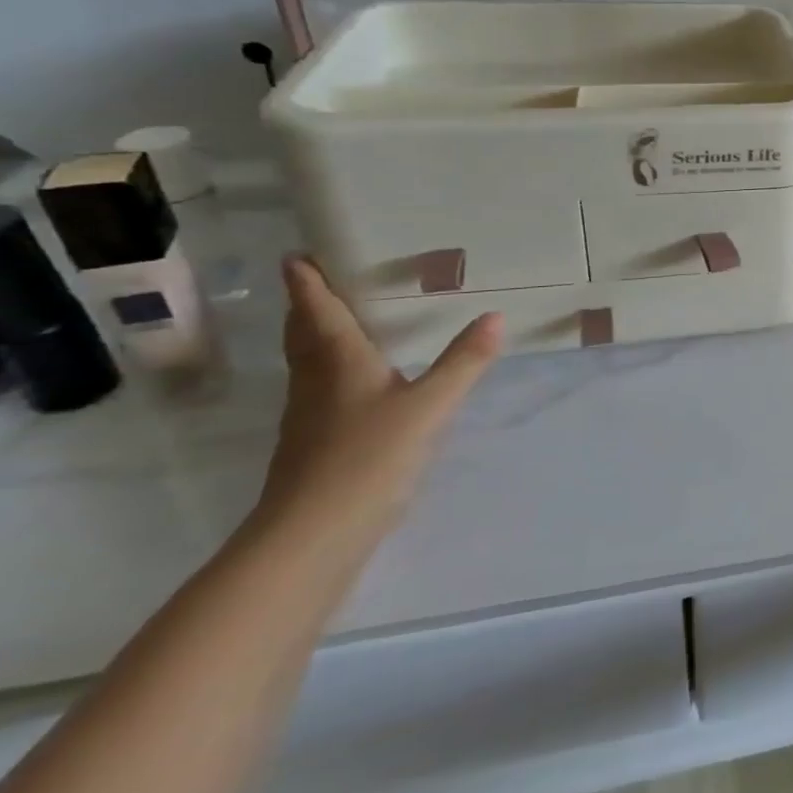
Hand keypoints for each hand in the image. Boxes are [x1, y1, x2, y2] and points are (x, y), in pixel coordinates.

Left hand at [257, 256, 503, 551]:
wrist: (313, 536)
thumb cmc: (369, 457)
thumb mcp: (430, 406)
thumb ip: (464, 362)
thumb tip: (496, 316)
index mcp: (339, 364)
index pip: (320, 313)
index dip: (309, 284)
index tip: (296, 257)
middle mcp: (316, 383)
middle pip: (304, 337)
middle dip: (307, 308)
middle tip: (314, 283)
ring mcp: (309, 418)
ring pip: (307, 365)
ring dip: (313, 339)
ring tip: (337, 324)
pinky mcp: (312, 446)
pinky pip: (318, 392)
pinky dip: (329, 373)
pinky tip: (354, 387)